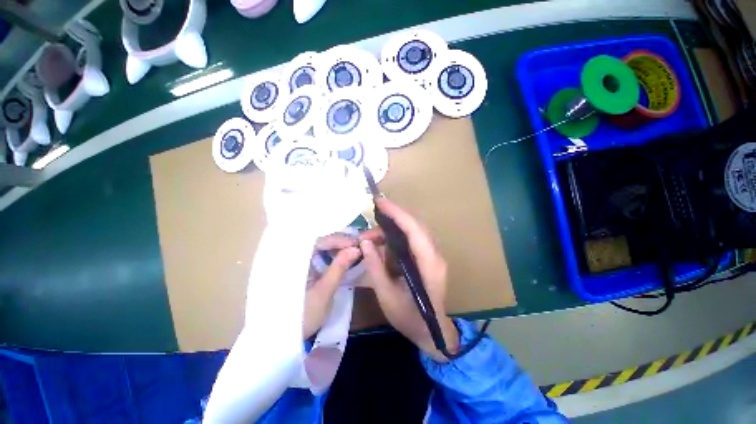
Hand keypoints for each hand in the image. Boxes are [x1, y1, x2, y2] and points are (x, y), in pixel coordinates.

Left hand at [303, 234, 360, 339]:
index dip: (338, 239)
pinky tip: (341, 257)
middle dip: (338, 241)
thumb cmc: (302, 315)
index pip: (318, 240)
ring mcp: (296, 262)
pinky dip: (330, 255)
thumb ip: (339, 268)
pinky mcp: (300, 269)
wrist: (281, 338)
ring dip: (335, 247)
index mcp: (294, 259)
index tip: (356, 243)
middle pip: (318, 240)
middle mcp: (293, 256)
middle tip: (356, 245)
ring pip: (318, 246)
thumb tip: (356, 248)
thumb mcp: (324, 291)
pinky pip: (317, 255)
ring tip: (352, 249)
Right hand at [359, 199, 458, 361]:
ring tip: (370, 239)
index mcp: (429, 264)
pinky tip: (381, 245)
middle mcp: (435, 255)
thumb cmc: (411, 318)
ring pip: (413, 231)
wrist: (433, 332)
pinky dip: (395, 238)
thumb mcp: (387, 296)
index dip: (397, 213)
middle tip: (368, 225)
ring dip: (391, 230)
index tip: (380, 202)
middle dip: (391, 220)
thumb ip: (375, 267)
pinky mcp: (428, 258)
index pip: (414, 230)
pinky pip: (412, 239)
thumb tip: (365, 243)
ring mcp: (433, 255)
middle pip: (414, 226)